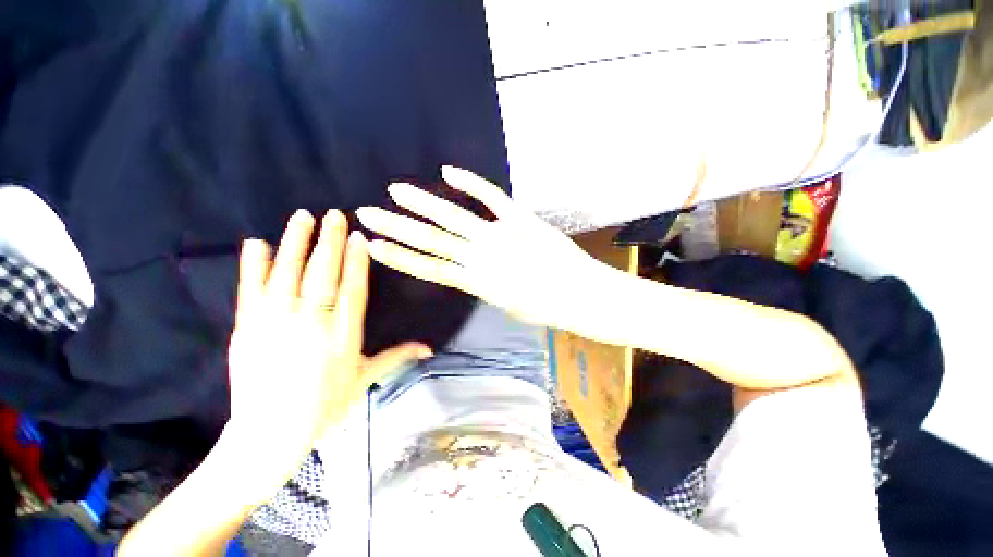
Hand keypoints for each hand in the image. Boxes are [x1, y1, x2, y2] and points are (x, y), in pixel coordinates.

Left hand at [226, 210, 429, 488]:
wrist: (269, 435)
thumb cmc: (324, 407)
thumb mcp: (366, 381)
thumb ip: (397, 357)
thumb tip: (429, 348)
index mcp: (344, 336)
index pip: (353, 290)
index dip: (357, 262)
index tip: (360, 238)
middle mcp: (313, 324)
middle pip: (322, 275)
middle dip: (330, 242)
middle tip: (334, 214)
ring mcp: (276, 324)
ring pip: (288, 275)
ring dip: (296, 244)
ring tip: (302, 217)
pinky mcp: (247, 329)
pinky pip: (251, 291)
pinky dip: (253, 266)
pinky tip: (256, 243)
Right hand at [356, 166, 599, 329]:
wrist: (579, 294)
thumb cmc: (545, 307)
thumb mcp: (507, 304)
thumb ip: (486, 286)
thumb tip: (475, 272)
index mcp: (477, 283)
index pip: (429, 268)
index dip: (400, 257)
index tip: (374, 246)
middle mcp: (481, 257)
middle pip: (432, 240)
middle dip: (397, 227)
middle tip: (368, 213)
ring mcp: (500, 234)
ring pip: (453, 217)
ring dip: (422, 202)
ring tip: (396, 190)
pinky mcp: (520, 218)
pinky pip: (491, 197)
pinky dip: (471, 182)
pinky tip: (449, 171)